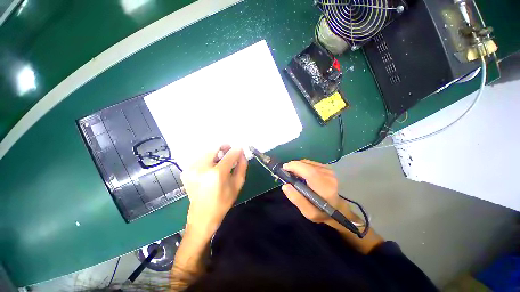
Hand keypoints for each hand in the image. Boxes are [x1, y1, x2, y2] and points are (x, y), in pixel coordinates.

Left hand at [181, 145, 247, 238]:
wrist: (202, 216)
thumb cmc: (223, 202)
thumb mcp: (237, 185)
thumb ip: (242, 166)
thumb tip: (242, 154)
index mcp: (216, 174)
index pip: (230, 154)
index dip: (237, 150)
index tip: (240, 149)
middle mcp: (202, 168)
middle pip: (215, 147)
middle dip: (224, 148)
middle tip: (230, 152)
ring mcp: (191, 169)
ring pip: (207, 151)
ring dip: (216, 153)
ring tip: (221, 161)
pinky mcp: (186, 171)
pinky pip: (200, 157)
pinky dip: (208, 158)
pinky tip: (211, 167)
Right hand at [281, 160, 352, 224]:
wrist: (337, 208)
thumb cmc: (322, 212)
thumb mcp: (309, 212)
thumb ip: (297, 199)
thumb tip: (285, 186)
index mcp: (324, 188)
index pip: (310, 172)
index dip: (295, 167)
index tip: (284, 168)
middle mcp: (328, 176)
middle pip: (307, 165)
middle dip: (294, 166)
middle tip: (287, 174)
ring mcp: (328, 170)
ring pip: (307, 163)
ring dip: (298, 166)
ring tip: (295, 175)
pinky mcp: (327, 167)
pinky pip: (310, 163)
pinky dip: (303, 166)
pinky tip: (302, 174)